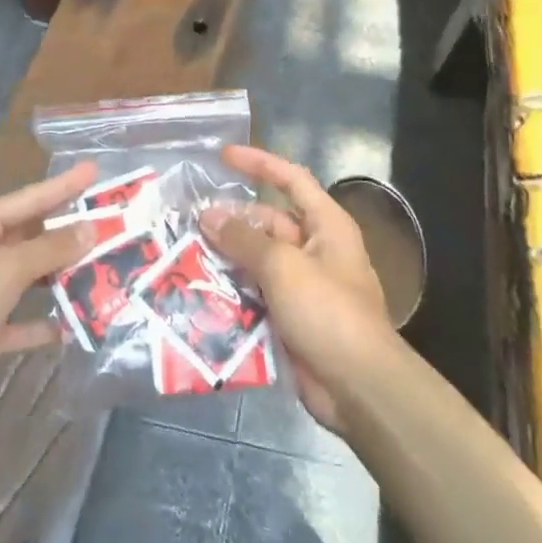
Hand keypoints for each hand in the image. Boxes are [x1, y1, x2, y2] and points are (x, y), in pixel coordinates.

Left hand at [0, 161, 98, 427]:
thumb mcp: (4, 269)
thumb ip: (50, 249)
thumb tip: (90, 227)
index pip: (30, 199)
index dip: (64, 185)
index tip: (96, 170)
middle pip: (32, 237)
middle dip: (70, 233)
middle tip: (113, 224)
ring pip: (30, 279)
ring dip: (63, 277)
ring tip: (106, 270)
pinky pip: (22, 321)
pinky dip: (45, 322)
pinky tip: (76, 324)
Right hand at [201, 145, 394, 433]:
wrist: (356, 385)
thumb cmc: (327, 311)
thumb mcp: (283, 267)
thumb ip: (244, 240)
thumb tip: (209, 216)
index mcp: (326, 226)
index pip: (292, 180)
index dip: (259, 163)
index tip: (223, 156)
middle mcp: (316, 250)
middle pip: (269, 223)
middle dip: (232, 221)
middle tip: (189, 220)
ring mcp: (303, 287)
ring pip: (257, 262)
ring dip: (227, 259)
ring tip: (185, 254)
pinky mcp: (290, 319)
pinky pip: (255, 296)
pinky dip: (232, 293)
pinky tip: (198, 294)